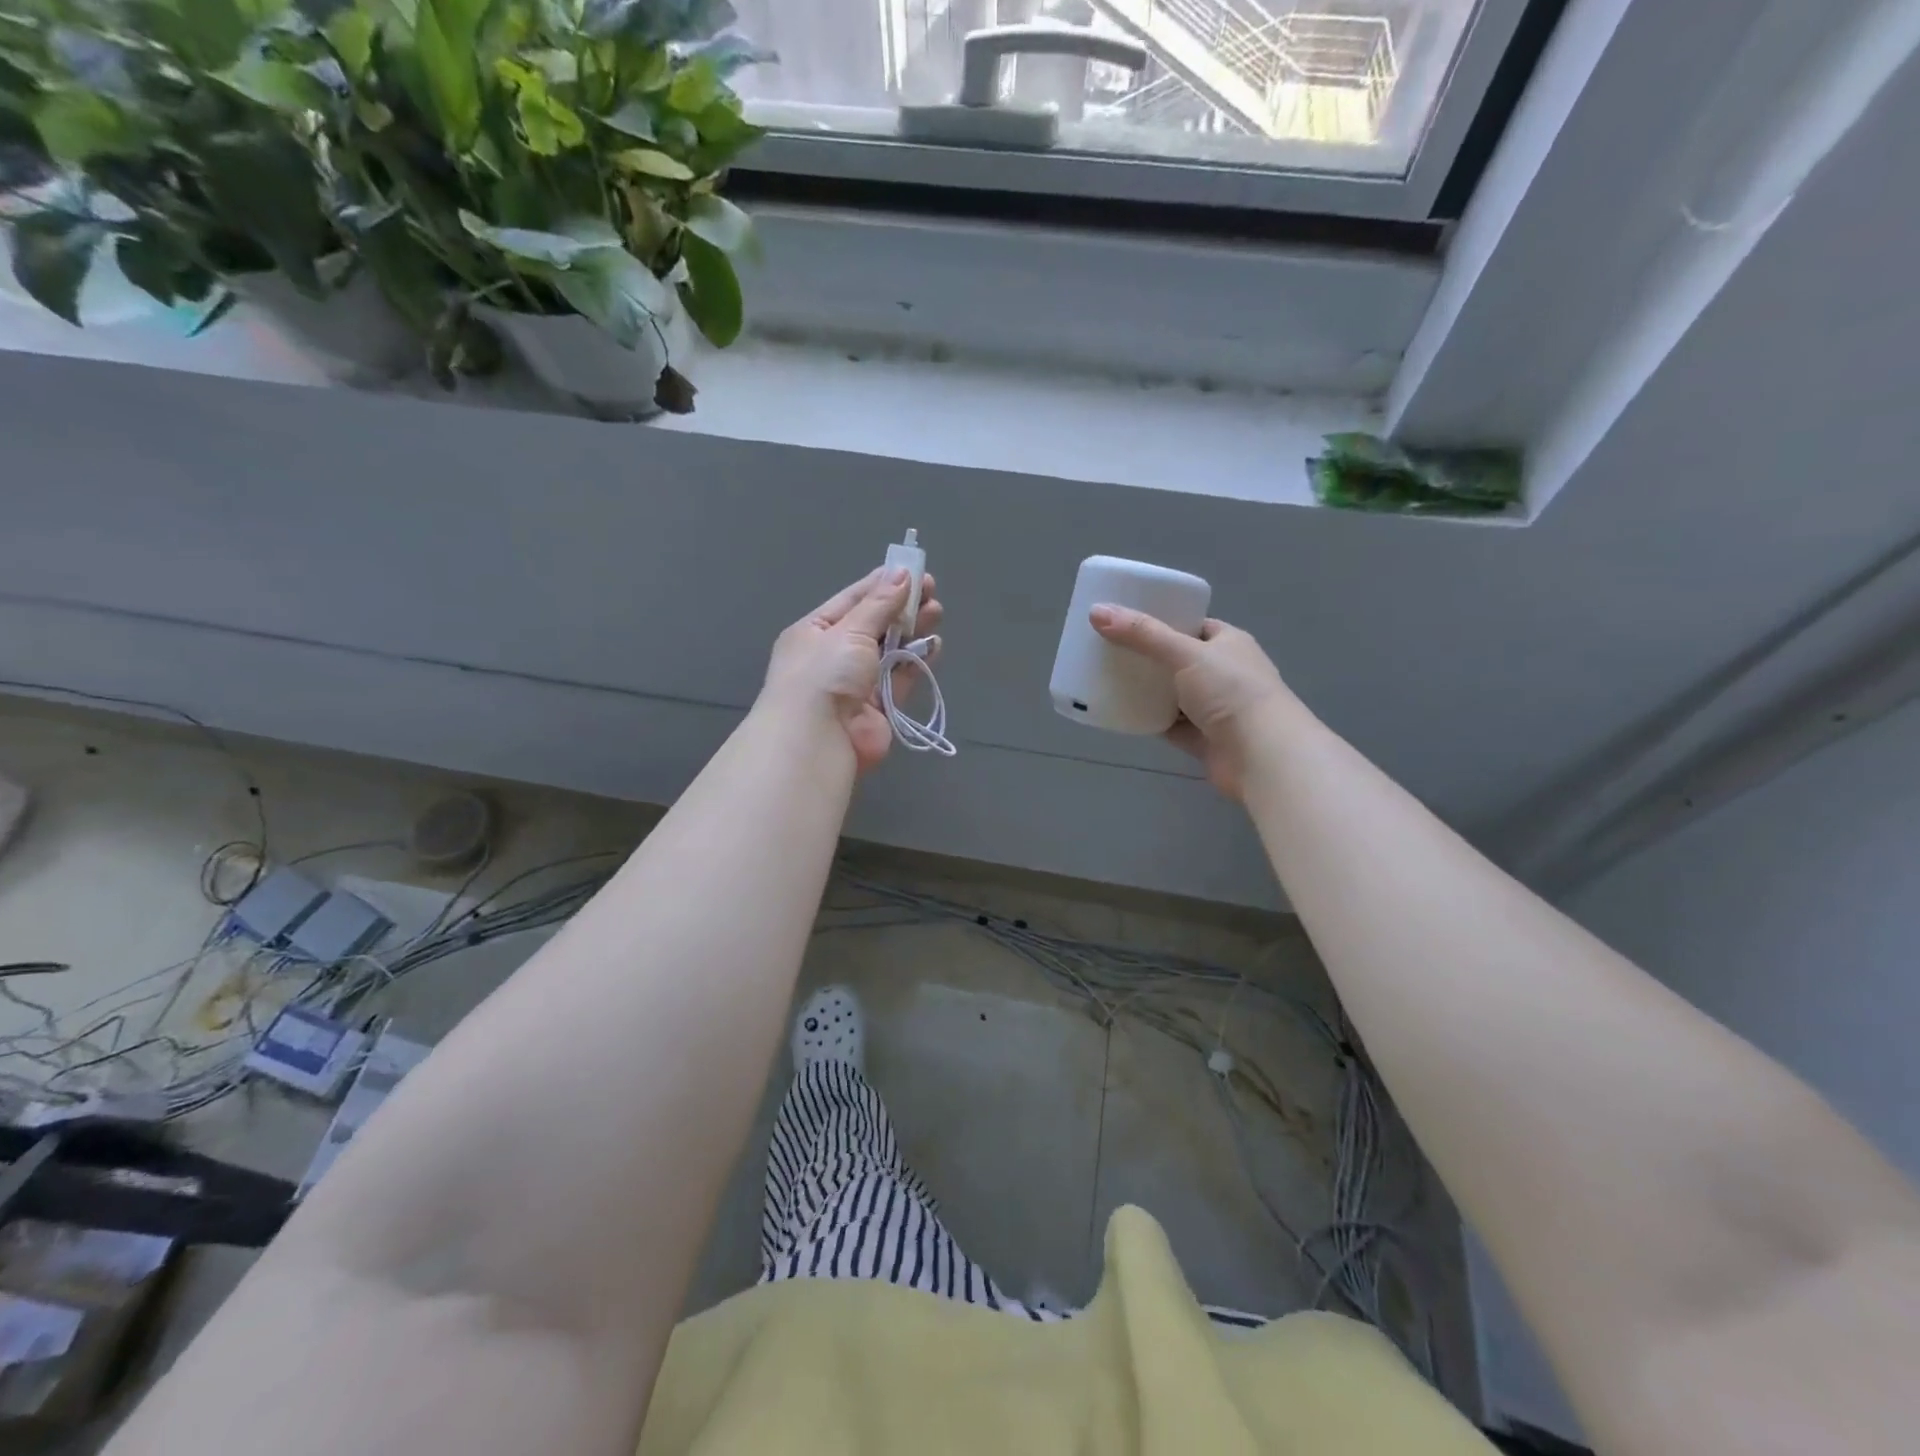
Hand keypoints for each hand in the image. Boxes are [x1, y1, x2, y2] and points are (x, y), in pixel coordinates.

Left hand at [760, 568, 943, 772]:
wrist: (818, 739)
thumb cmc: (824, 674)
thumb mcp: (849, 631)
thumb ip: (880, 604)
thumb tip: (902, 574)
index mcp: (815, 632)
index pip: (853, 600)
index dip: (882, 584)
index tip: (912, 570)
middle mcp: (834, 655)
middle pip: (875, 624)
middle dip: (903, 607)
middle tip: (932, 591)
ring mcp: (858, 682)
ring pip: (891, 650)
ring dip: (913, 631)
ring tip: (936, 612)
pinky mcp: (880, 706)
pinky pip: (902, 677)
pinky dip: (917, 661)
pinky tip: (934, 644)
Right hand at [1090, 606, 1298, 801]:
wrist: (1261, 755)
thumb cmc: (1231, 692)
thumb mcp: (1185, 653)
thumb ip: (1142, 634)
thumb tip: (1096, 611)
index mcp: (1230, 644)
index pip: (1194, 626)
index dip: (1164, 621)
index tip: (1129, 622)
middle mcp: (1225, 674)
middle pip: (1180, 660)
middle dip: (1149, 658)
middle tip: (1111, 651)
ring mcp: (1216, 709)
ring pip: (1174, 694)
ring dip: (1148, 691)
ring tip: (1110, 679)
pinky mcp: (1204, 739)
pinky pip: (1170, 724)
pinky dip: (1150, 720)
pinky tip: (1123, 713)